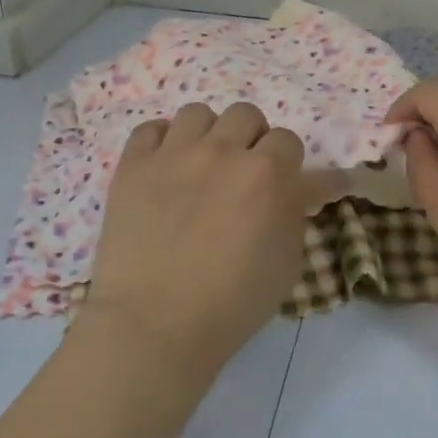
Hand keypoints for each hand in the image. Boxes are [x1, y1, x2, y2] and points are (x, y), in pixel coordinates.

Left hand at [81, 103, 324, 371]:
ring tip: (200, 165)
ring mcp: (174, 153)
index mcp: (268, 174)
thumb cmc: (232, 304)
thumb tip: (303, 186)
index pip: (289, 140)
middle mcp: (223, 151)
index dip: (287, 163)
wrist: (155, 324)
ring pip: (198, 113)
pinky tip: (164, 167)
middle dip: (250, 140)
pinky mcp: (133, 165)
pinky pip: (151, 128)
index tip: (282, 185)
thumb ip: (296, 212)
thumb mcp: (287, 263)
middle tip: (241, 173)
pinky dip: (161, 142)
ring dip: (207, 135)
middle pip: (246, 115)